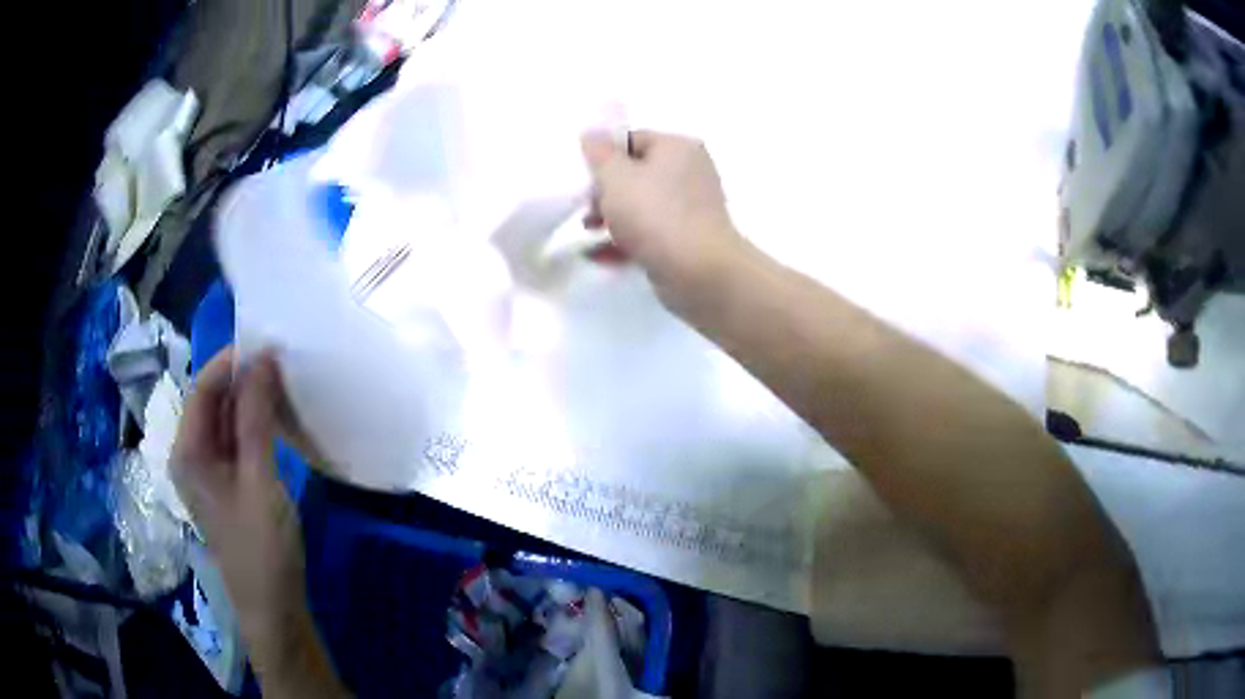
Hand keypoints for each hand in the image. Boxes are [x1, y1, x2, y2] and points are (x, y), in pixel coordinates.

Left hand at [171, 347, 305, 638]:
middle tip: (283, 365)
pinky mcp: (227, 486)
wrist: (273, 608)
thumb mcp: (259, 478)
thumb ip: (256, 416)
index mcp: (187, 452)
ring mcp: (208, 473)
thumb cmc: (261, 546)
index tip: (270, 346)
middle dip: (243, 380)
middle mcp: (191, 456)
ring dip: (250, 402)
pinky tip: (277, 422)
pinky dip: (254, 427)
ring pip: (225, 422)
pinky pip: (235, 442)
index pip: (203, 388)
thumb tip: (262, 358)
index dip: (232, 362)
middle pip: (212, 402)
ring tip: (284, 387)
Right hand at [581, 130, 741, 289]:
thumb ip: (599, 153)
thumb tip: (592, 134)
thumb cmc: (655, 214)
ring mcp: (692, 209)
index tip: (583, 177)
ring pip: (642, 206)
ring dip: (611, 218)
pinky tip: (600, 256)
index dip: (604, 156)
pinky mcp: (688, 241)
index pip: (633, 140)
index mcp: (678, 148)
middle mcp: (690, 172)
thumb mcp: (615, 177)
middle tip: (586, 208)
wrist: (698, 272)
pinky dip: (626, 241)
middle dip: (605, 192)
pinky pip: (651, 233)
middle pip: (636, 174)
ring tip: (587, 233)